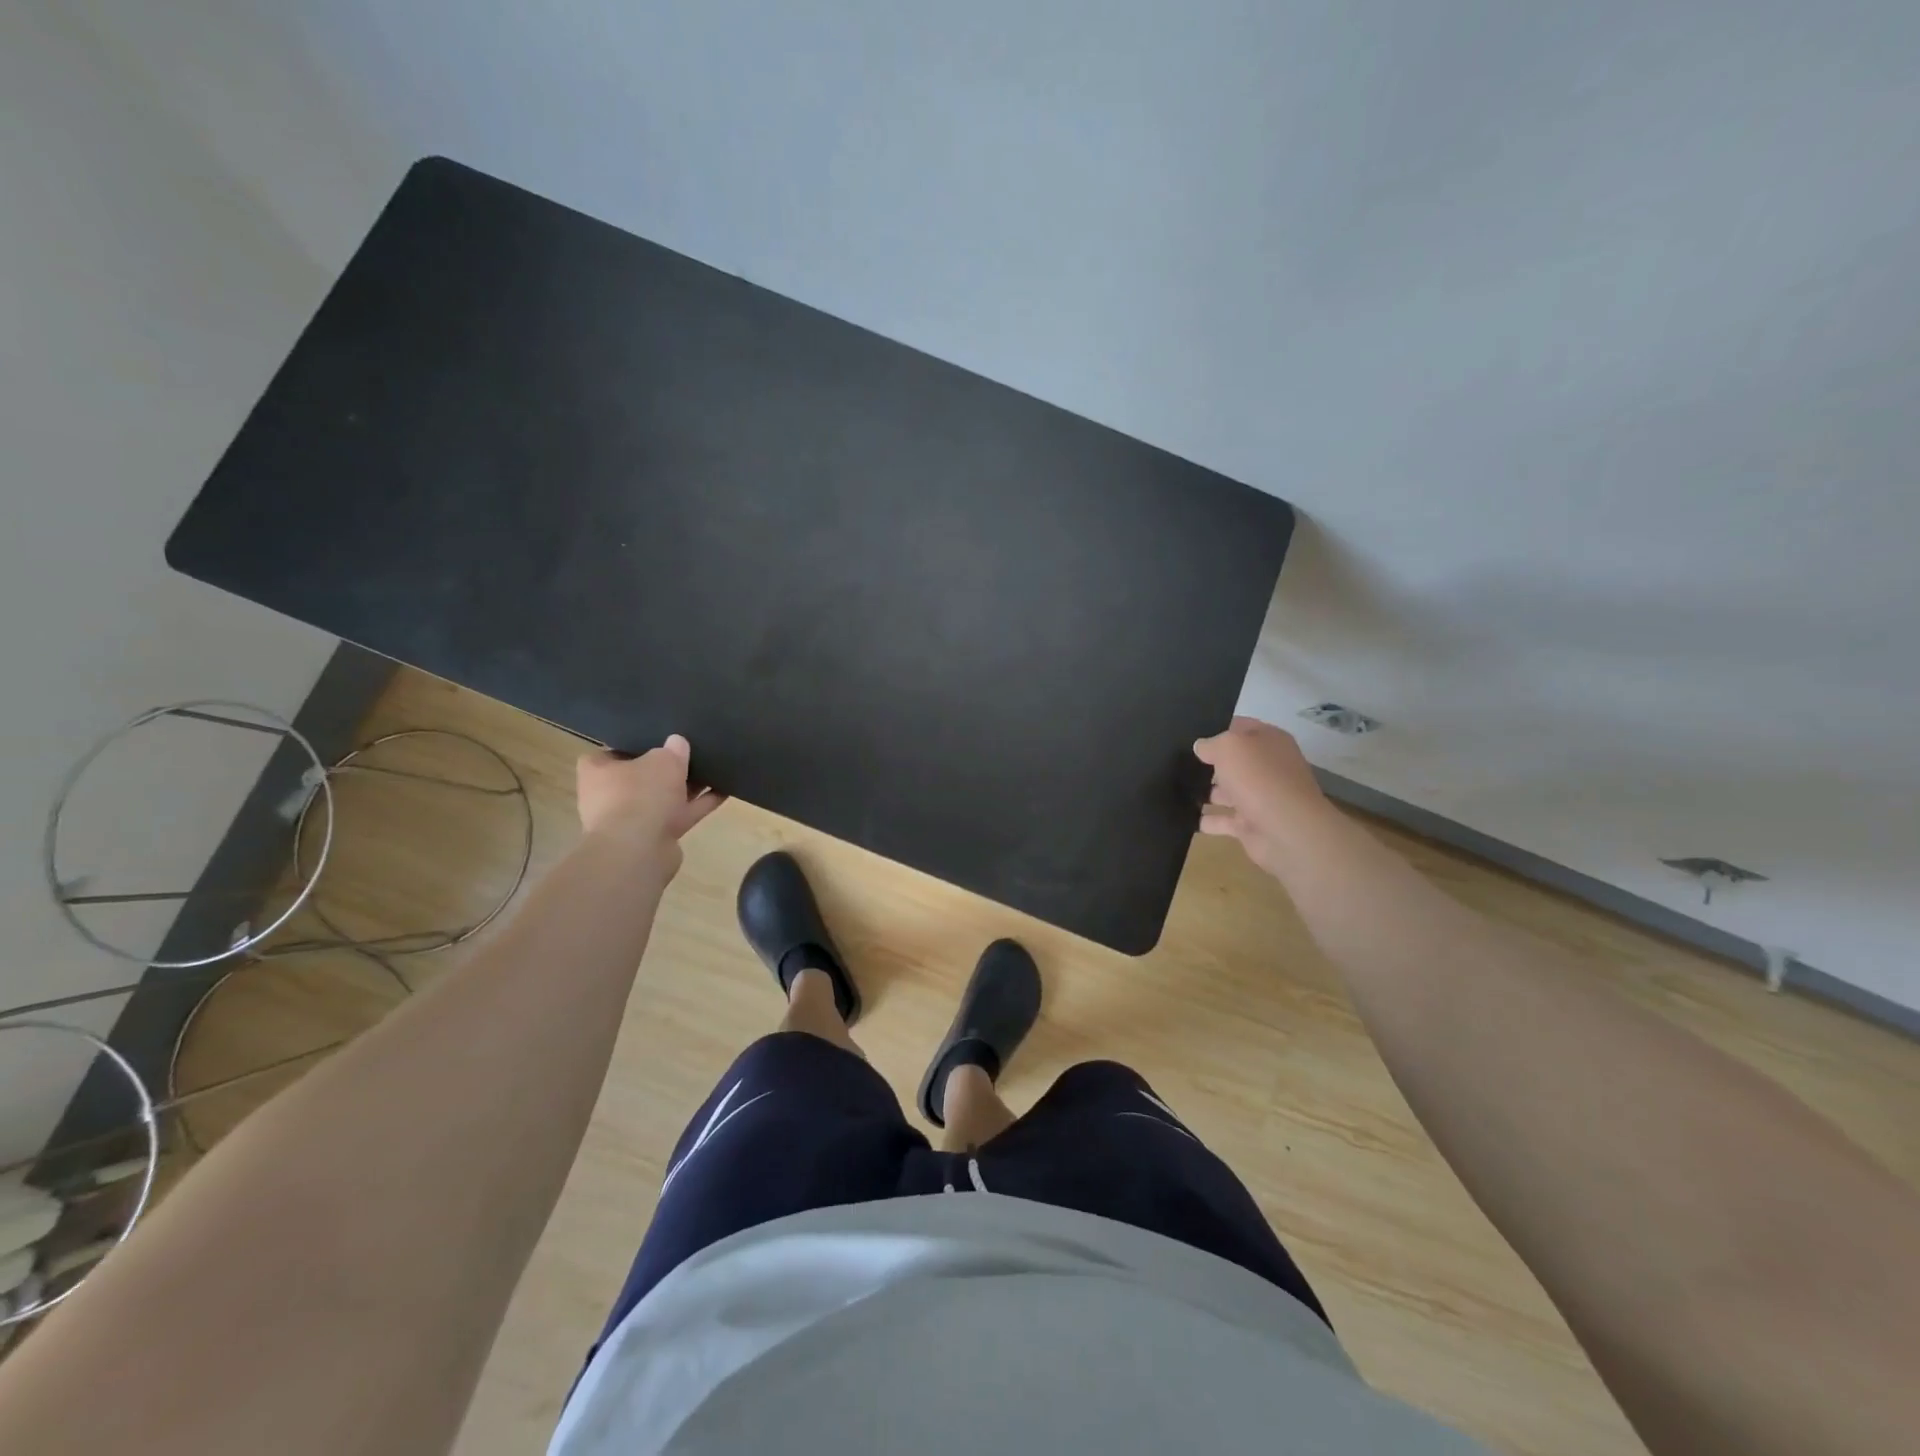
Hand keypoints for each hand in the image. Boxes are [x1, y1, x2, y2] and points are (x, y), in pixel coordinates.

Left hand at [576, 736, 725, 856]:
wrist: (639, 851)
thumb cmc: (640, 794)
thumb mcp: (662, 760)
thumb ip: (672, 750)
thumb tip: (677, 742)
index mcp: (598, 772)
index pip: (612, 752)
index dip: (635, 745)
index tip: (657, 739)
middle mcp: (610, 796)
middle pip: (642, 776)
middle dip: (666, 768)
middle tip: (691, 751)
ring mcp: (632, 819)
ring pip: (663, 797)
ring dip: (687, 786)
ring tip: (715, 768)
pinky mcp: (654, 837)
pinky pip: (680, 814)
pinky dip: (700, 804)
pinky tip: (724, 790)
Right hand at [1192, 716, 1338, 877]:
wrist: (1286, 830)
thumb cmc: (1259, 778)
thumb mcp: (1229, 746)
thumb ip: (1211, 744)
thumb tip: (1201, 747)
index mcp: (1269, 741)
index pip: (1240, 727)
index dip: (1216, 728)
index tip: (1188, 733)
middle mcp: (1267, 767)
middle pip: (1233, 761)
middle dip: (1208, 762)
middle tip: (1177, 761)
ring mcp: (1260, 797)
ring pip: (1227, 791)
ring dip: (1206, 792)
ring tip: (1175, 789)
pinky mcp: (1251, 825)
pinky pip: (1224, 821)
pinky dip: (1208, 821)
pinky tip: (1185, 817)